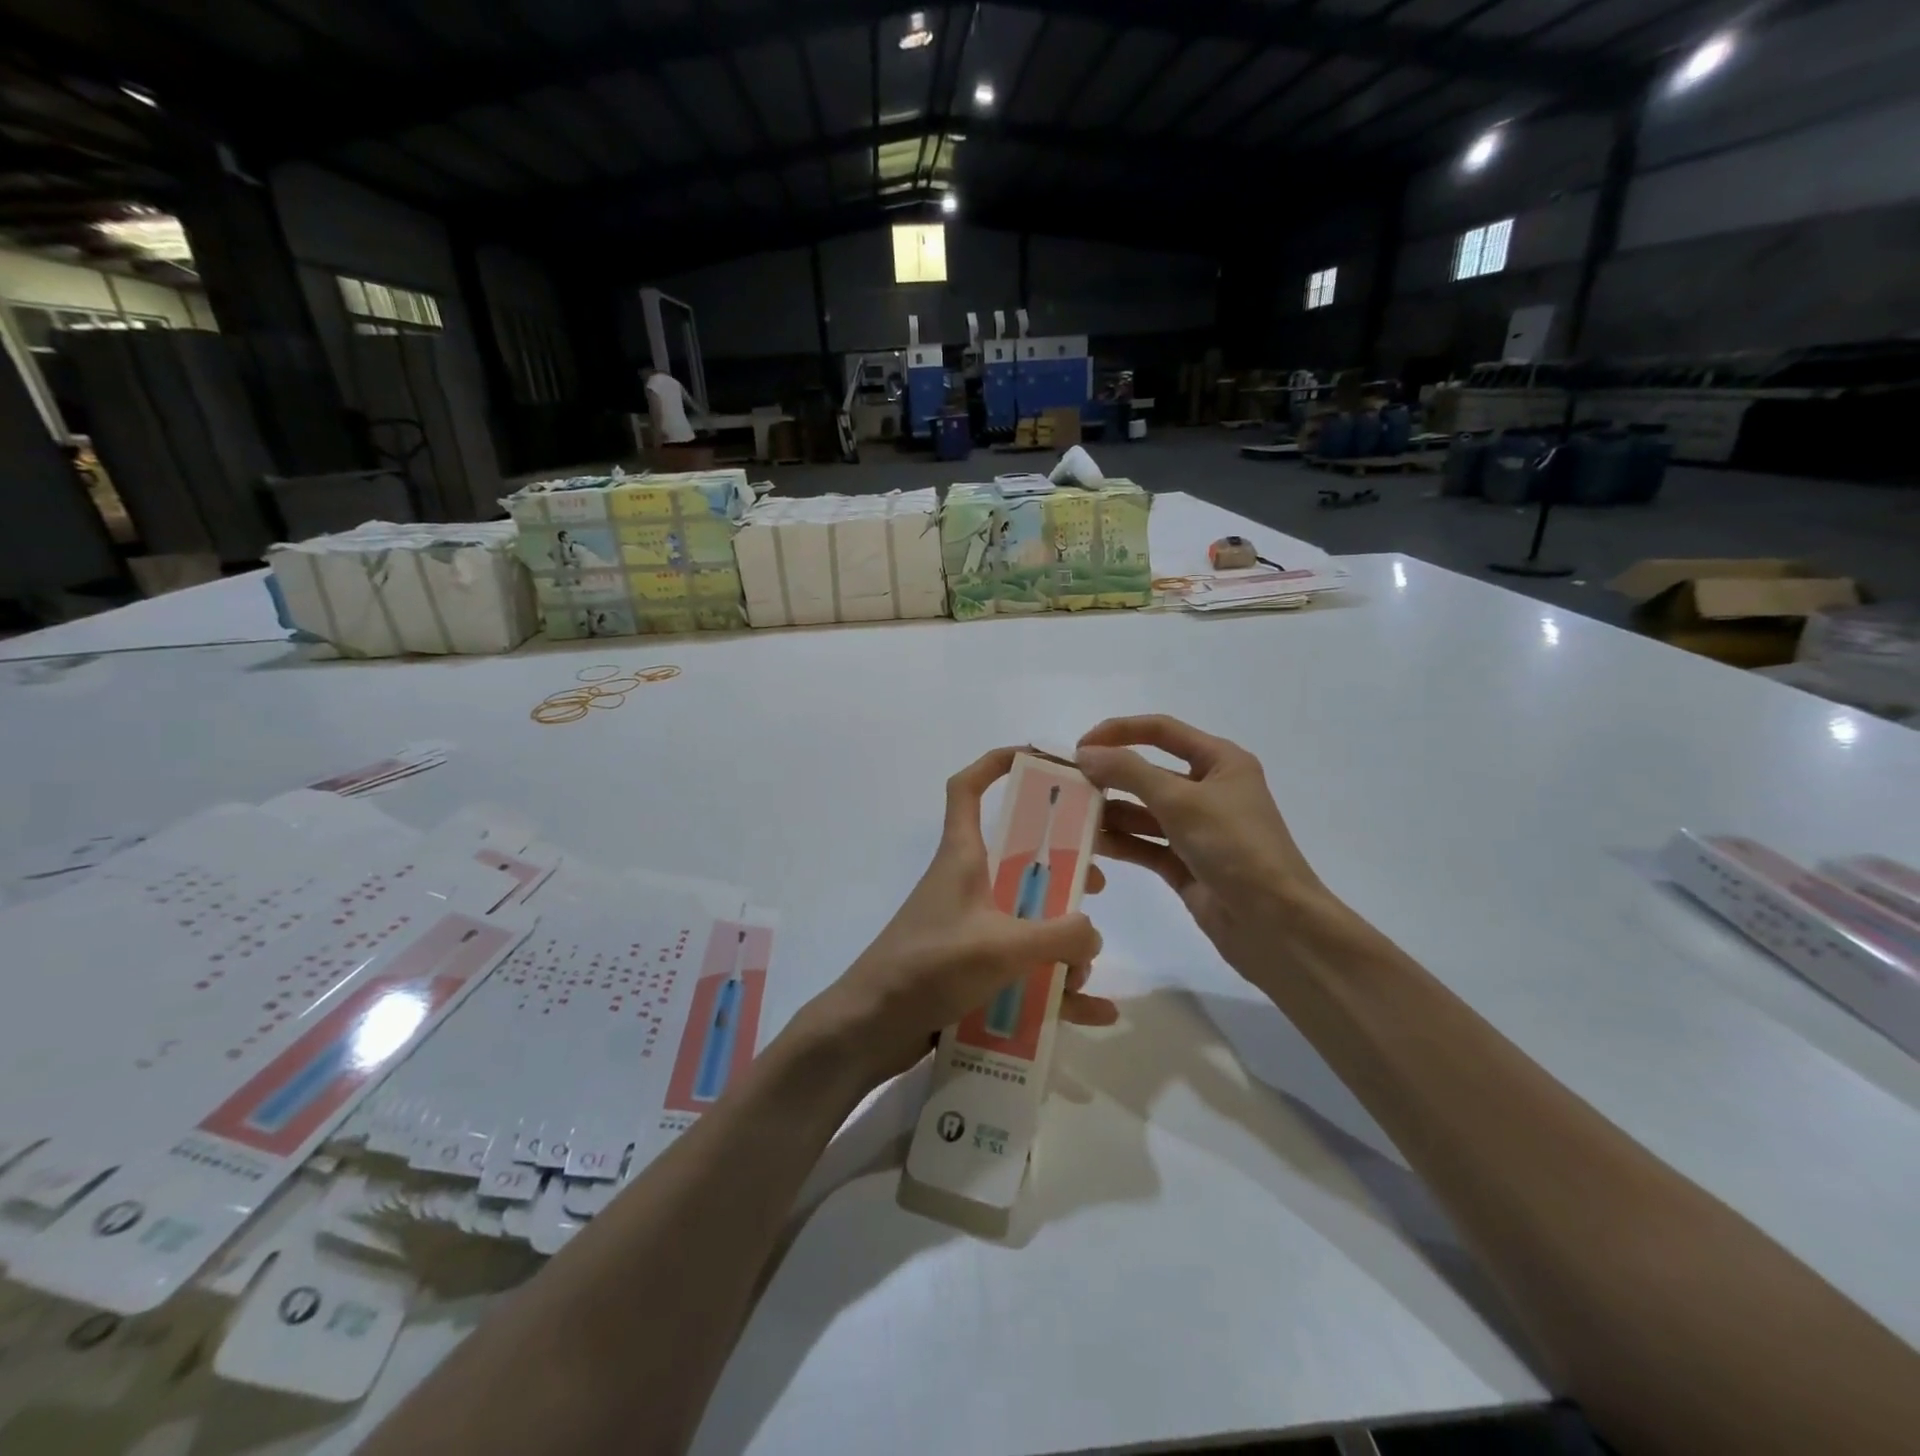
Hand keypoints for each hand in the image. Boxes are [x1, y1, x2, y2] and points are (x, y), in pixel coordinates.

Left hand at [799, 747, 1116, 1085]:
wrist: (870, 1028)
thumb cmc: (928, 967)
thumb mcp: (1001, 946)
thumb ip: (1058, 936)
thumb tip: (1092, 932)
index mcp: (962, 857)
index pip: (967, 789)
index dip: (997, 764)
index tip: (1040, 759)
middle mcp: (966, 886)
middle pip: (1017, 857)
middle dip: (1059, 866)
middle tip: (1095, 882)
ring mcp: (969, 929)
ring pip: (1027, 918)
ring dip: (1061, 940)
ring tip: (1086, 967)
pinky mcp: (971, 970)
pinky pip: (1024, 973)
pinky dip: (1057, 990)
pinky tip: (1096, 1012)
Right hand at [1077, 715, 1334, 981]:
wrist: (1276, 925)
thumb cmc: (1236, 848)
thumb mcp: (1181, 801)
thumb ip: (1130, 773)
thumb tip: (1085, 754)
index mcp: (1220, 762)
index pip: (1162, 731)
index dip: (1119, 732)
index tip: (1080, 748)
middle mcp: (1209, 790)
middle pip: (1149, 772)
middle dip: (1110, 776)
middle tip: (1067, 786)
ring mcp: (1197, 830)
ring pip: (1143, 811)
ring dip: (1110, 811)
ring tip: (1069, 816)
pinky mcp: (1185, 864)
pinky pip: (1145, 844)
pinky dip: (1120, 842)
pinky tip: (1089, 843)